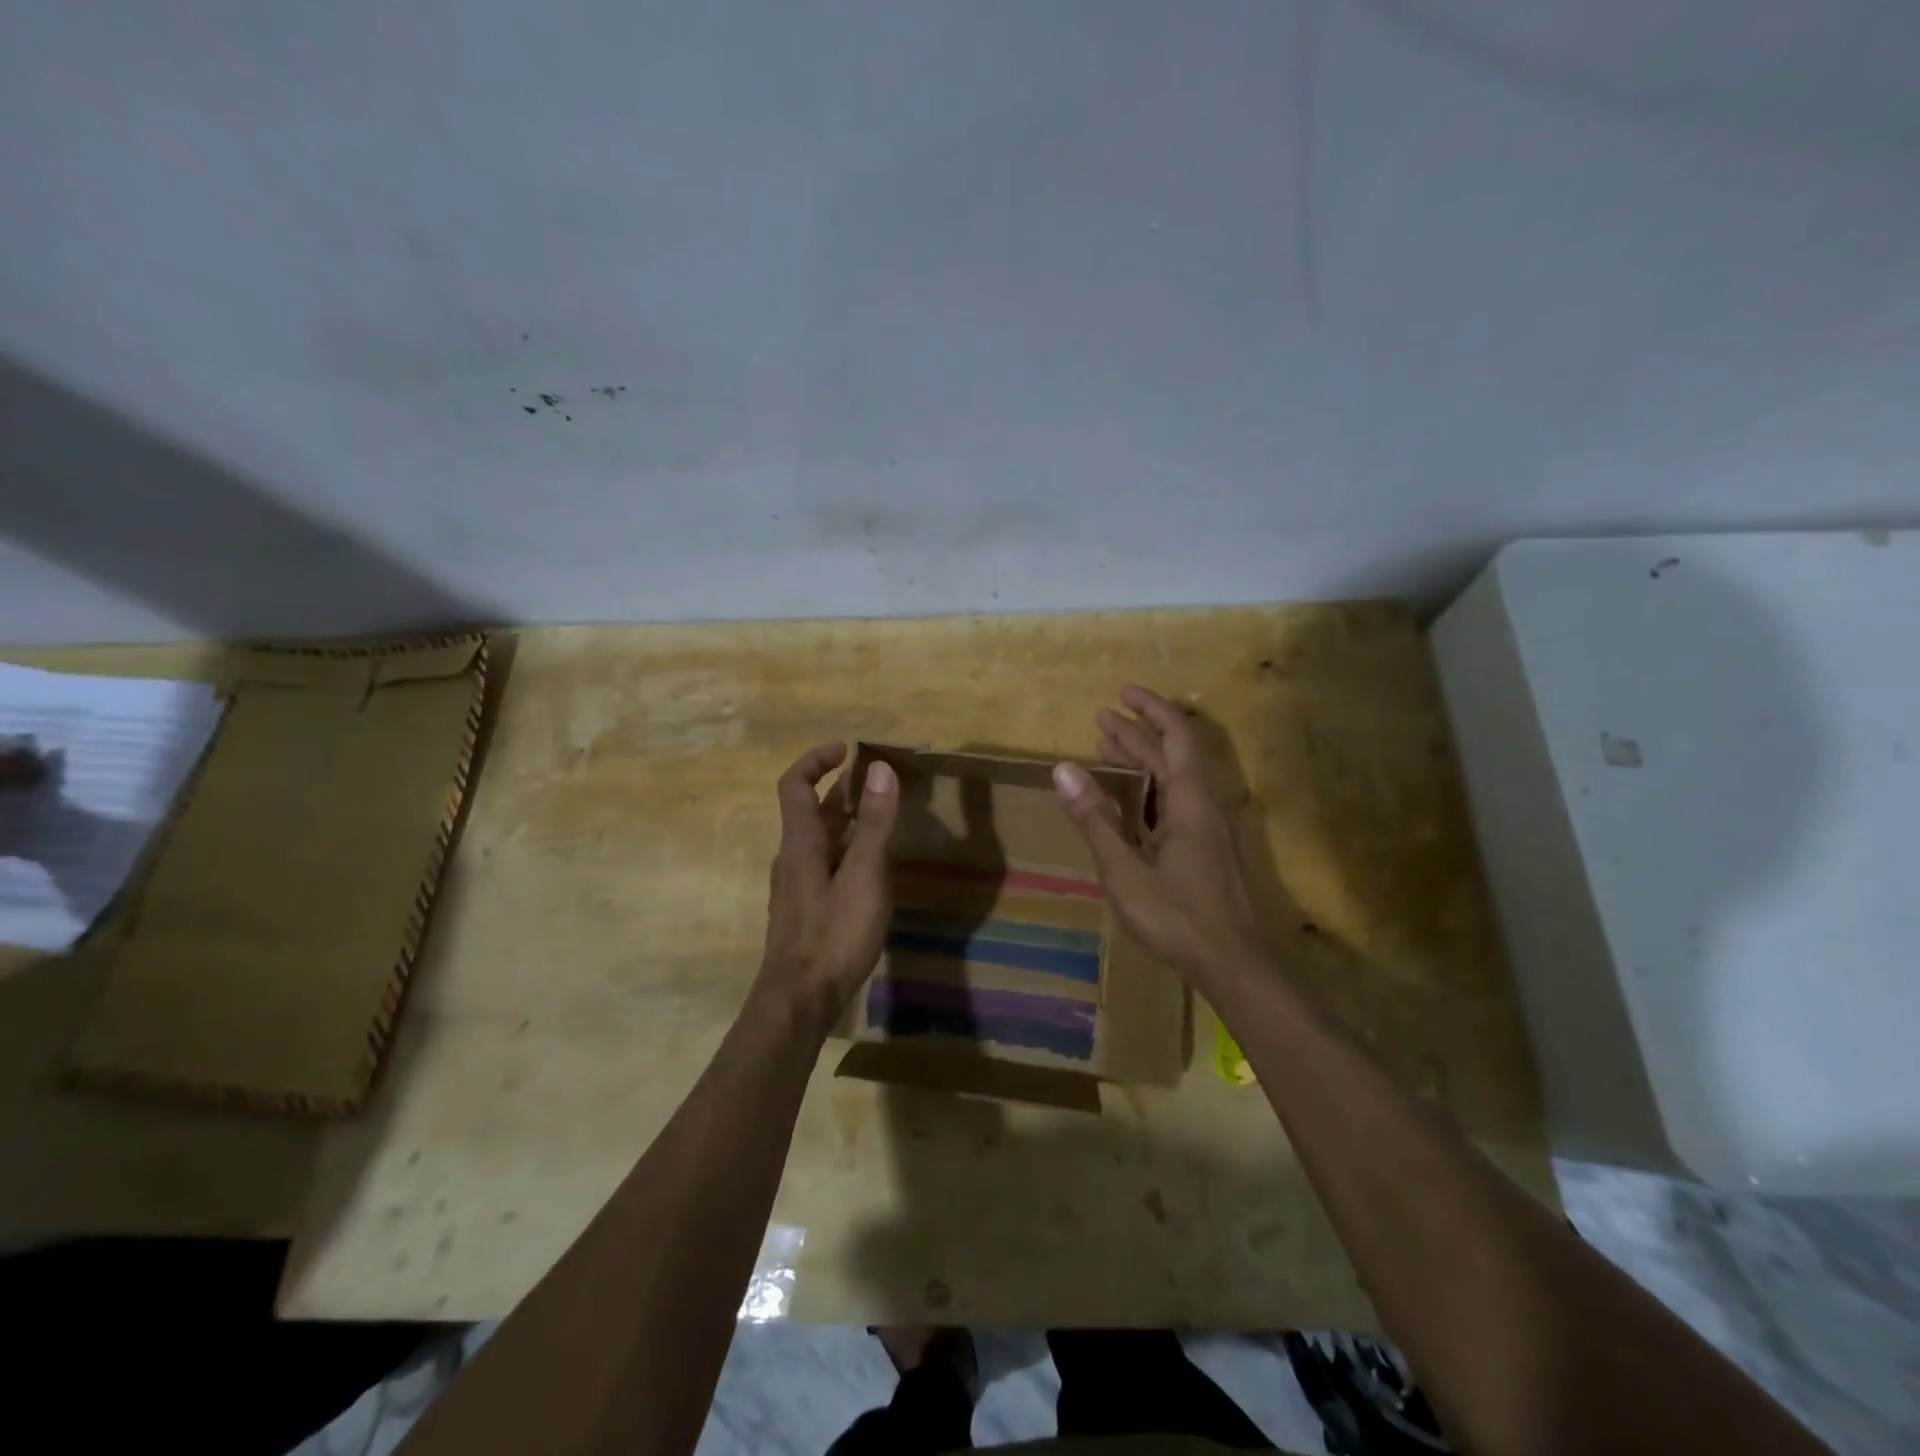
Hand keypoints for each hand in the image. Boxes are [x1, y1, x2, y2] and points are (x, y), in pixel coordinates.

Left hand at [756, 741, 899, 1020]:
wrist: (799, 1001)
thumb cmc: (833, 935)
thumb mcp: (864, 875)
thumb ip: (874, 823)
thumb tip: (880, 768)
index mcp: (800, 842)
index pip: (795, 785)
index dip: (816, 760)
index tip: (847, 749)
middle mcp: (792, 858)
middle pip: (810, 811)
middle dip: (840, 790)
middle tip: (877, 784)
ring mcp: (795, 886)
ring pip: (819, 840)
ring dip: (845, 821)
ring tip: (881, 821)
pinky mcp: (804, 910)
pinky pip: (824, 865)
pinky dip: (846, 851)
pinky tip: (871, 870)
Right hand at [1053, 685, 1269, 988]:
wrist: (1234, 964)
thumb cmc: (1177, 916)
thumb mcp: (1124, 869)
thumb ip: (1095, 818)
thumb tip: (1063, 769)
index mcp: (1190, 801)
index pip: (1175, 736)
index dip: (1150, 709)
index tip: (1121, 692)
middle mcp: (1205, 806)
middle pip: (1174, 754)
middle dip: (1138, 732)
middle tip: (1101, 719)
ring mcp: (1210, 829)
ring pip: (1176, 779)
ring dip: (1144, 759)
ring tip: (1108, 749)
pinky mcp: (1208, 849)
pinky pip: (1177, 801)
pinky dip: (1150, 788)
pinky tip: (1133, 800)